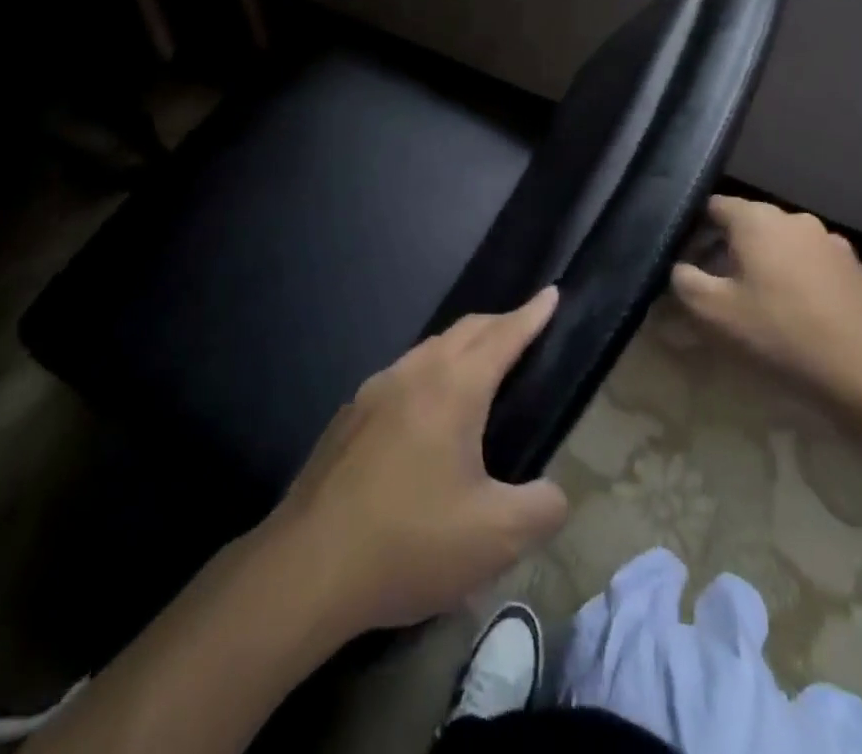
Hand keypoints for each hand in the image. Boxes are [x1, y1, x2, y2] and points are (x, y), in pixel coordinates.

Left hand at [261, 287, 570, 635]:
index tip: (551, 293)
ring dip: (461, 348)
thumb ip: (542, 509)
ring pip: (428, 350)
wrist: (307, 568)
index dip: (532, 314)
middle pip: (465, 331)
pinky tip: (426, 416)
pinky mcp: (348, 417)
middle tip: (524, 330)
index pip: (503, 335)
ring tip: (480, 369)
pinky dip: (429, 375)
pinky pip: (401, 377)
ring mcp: (374, 391)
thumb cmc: (409, 542)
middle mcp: (413, 373)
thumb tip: (554, 493)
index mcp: (454, 387)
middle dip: (499, 323)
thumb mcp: (495, 538)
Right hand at [672, 196, 861, 415]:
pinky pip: (810, 267)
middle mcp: (796, 220)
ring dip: (762, 267)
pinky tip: (793, 320)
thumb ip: (683, 281)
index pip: (713, 206)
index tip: (682, 261)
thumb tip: (680, 268)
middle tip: (712, 289)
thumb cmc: (781, 336)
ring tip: (753, 307)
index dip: (692, 230)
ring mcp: (831, 244)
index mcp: (758, 219)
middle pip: (748, 226)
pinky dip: (795, 283)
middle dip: (726, 251)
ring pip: (781, 247)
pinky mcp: (856, 272)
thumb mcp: (712, 313)